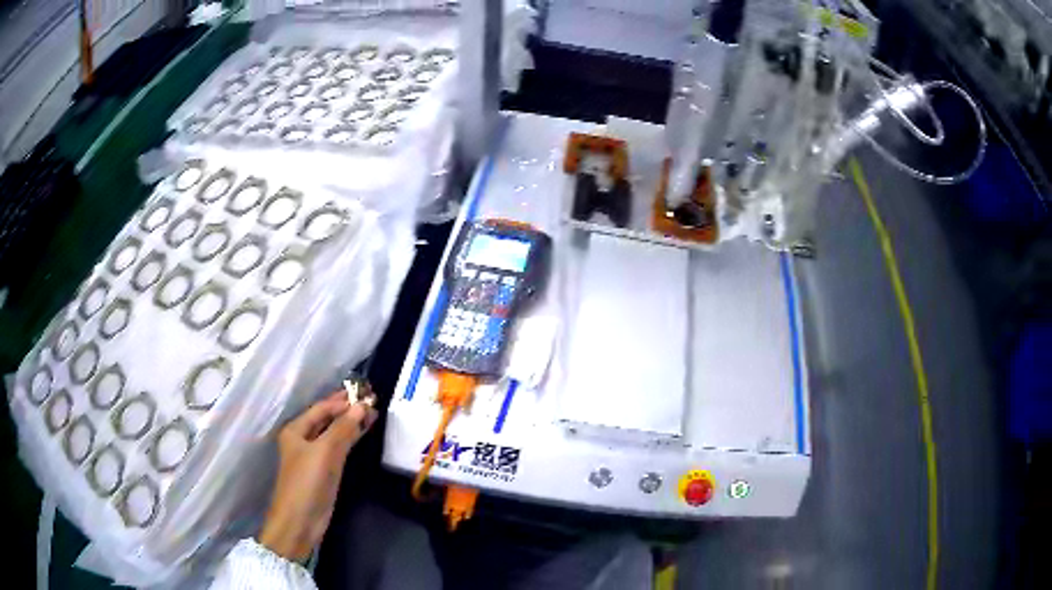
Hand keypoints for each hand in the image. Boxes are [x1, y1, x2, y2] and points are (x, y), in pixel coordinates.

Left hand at [259, 390, 377, 561]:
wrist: (300, 521)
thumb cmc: (306, 483)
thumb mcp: (324, 452)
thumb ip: (342, 428)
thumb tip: (361, 406)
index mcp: (296, 430)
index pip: (322, 408)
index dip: (343, 400)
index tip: (366, 393)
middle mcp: (303, 439)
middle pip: (328, 419)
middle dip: (348, 410)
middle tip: (373, 400)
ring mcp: (314, 456)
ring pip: (335, 433)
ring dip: (352, 424)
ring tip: (374, 414)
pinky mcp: (324, 471)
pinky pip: (339, 449)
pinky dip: (351, 440)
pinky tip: (362, 434)